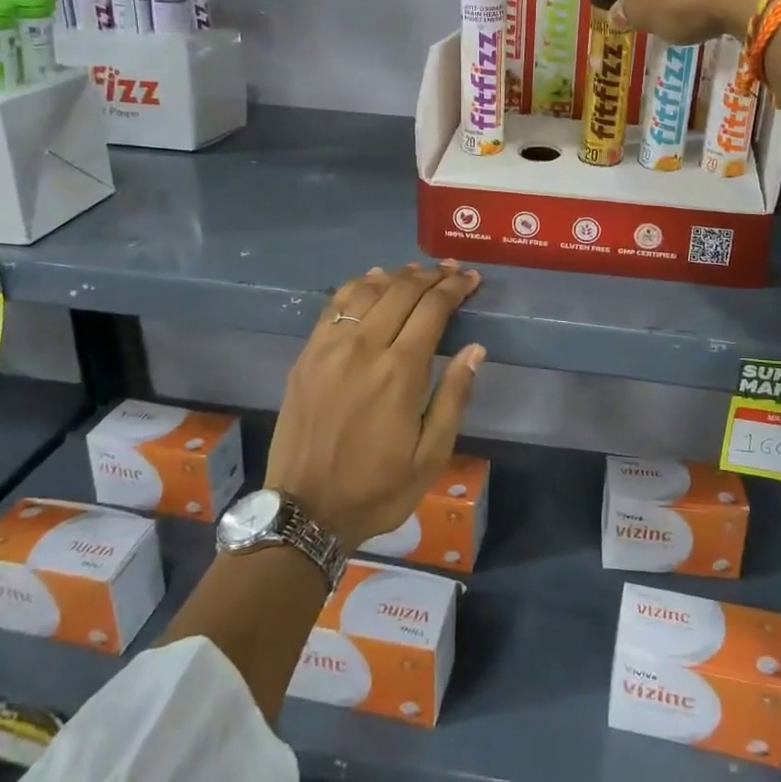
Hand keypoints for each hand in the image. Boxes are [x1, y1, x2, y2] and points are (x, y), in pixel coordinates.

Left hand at [264, 262, 485, 545]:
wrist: (305, 511)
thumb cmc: (377, 489)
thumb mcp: (431, 456)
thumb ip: (454, 398)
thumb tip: (475, 349)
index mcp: (400, 372)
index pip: (433, 309)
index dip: (455, 288)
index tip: (471, 278)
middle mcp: (364, 347)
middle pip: (402, 291)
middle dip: (431, 275)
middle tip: (451, 270)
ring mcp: (329, 347)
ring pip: (367, 290)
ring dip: (397, 275)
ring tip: (418, 272)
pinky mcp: (307, 355)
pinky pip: (335, 305)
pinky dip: (358, 285)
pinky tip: (373, 281)